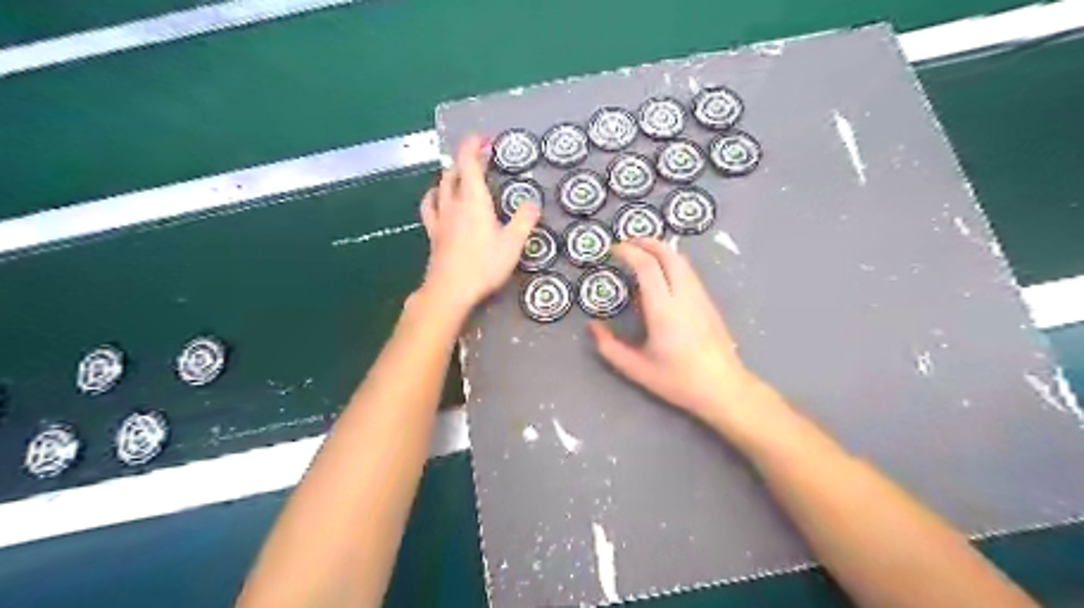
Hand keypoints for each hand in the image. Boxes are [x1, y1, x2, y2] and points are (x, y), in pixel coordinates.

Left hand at [415, 135, 538, 316]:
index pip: (468, 162)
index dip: (473, 145)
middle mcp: (453, 203)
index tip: (484, 139)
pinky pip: (430, 206)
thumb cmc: (483, 265)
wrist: (450, 290)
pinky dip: (434, 196)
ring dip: (450, 176)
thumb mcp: (512, 244)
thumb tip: (532, 203)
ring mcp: (439, 218)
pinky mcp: (433, 233)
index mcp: (473, 200)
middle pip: (453, 172)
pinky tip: (438, 200)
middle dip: (466, 160)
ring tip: (461, 177)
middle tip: (481, 159)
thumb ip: (523, 220)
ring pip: (440, 186)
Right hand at [593, 238, 761, 426]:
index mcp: (664, 310)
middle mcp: (684, 296)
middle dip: (646, 242)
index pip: (647, 266)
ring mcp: (700, 297)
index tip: (612, 250)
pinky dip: (671, 262)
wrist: (724, 388)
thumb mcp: (637, 369)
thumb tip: (592, 327)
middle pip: (667, 254)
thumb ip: (609, 347)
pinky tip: (662, 273)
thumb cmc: (679, 380)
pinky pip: (689, 272)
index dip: (628, 252)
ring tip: (642, 253)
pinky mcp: (709, 302)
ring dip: (660, 250)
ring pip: (681, 261)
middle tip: (626, 243)